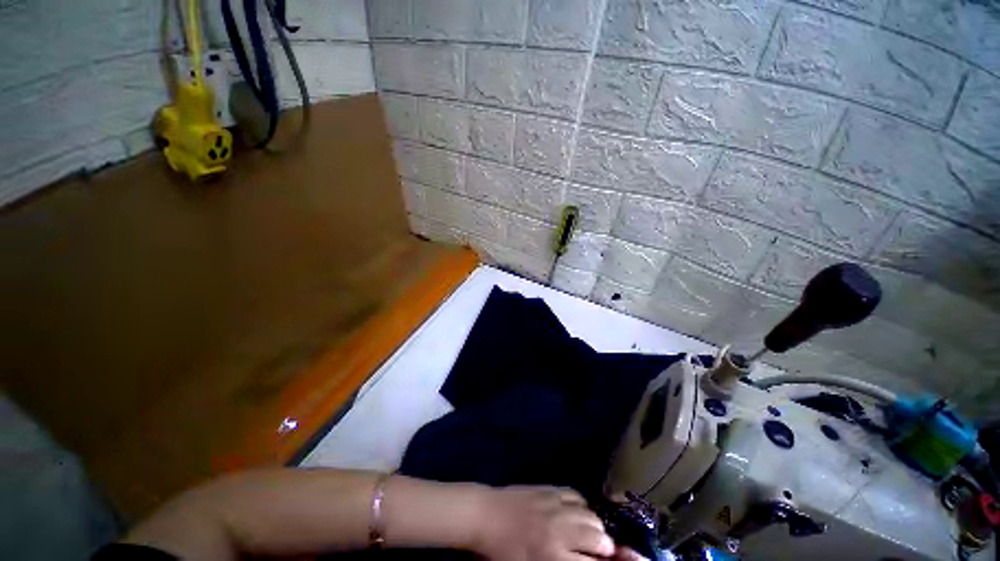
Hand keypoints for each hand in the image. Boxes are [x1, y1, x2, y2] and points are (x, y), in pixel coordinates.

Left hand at [470, 486, 615, 560]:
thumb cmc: (503, 552)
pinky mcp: (550, 488)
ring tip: (590, 533)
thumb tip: (582, 559)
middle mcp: (560, 531)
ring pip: (591, 516)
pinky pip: (577, 495)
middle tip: (599, 552)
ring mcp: (556, 505)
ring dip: (596, 527)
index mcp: (554, 558)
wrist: (486, 515)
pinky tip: (578, 512)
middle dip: (605, 548)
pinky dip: (582, 506)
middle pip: (599, 539)